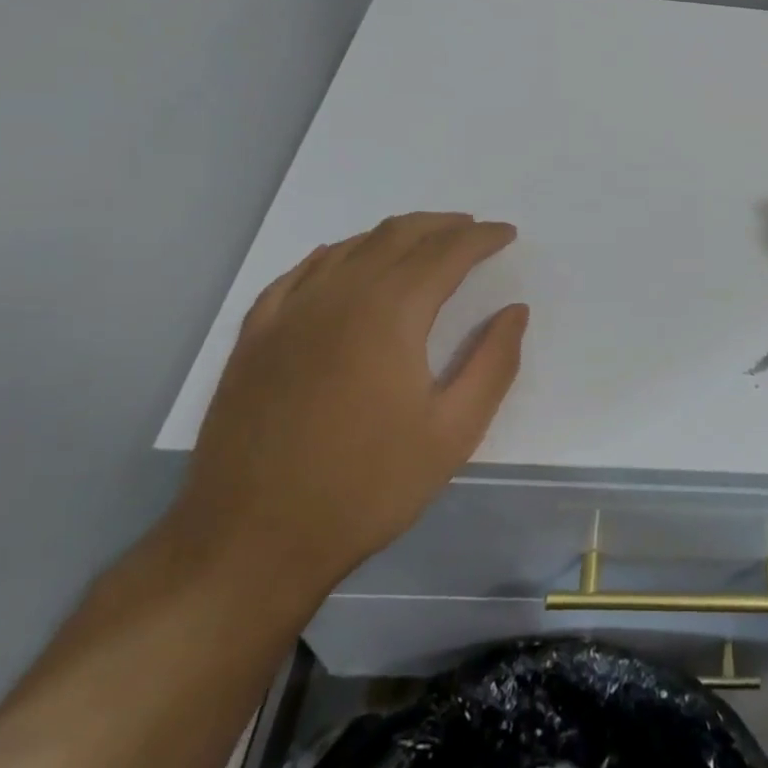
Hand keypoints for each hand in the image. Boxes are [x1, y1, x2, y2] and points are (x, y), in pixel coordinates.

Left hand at [169, 213, 527, 602]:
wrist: (251, 541)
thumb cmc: (367, 487)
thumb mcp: (453, 433)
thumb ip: (493, 363)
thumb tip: (515, 311)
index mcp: (390, 314)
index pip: (446, 253)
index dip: (481, 238)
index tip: (507, 233)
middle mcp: (338, 296)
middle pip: (397, 236)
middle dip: (442, 226)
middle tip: (472, 229)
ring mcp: (289, 313)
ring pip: (349, 247)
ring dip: (394, 235)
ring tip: (423, 241)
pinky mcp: (255, 336)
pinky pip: (300, 273)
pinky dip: (335, 255)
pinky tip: (343, 261)